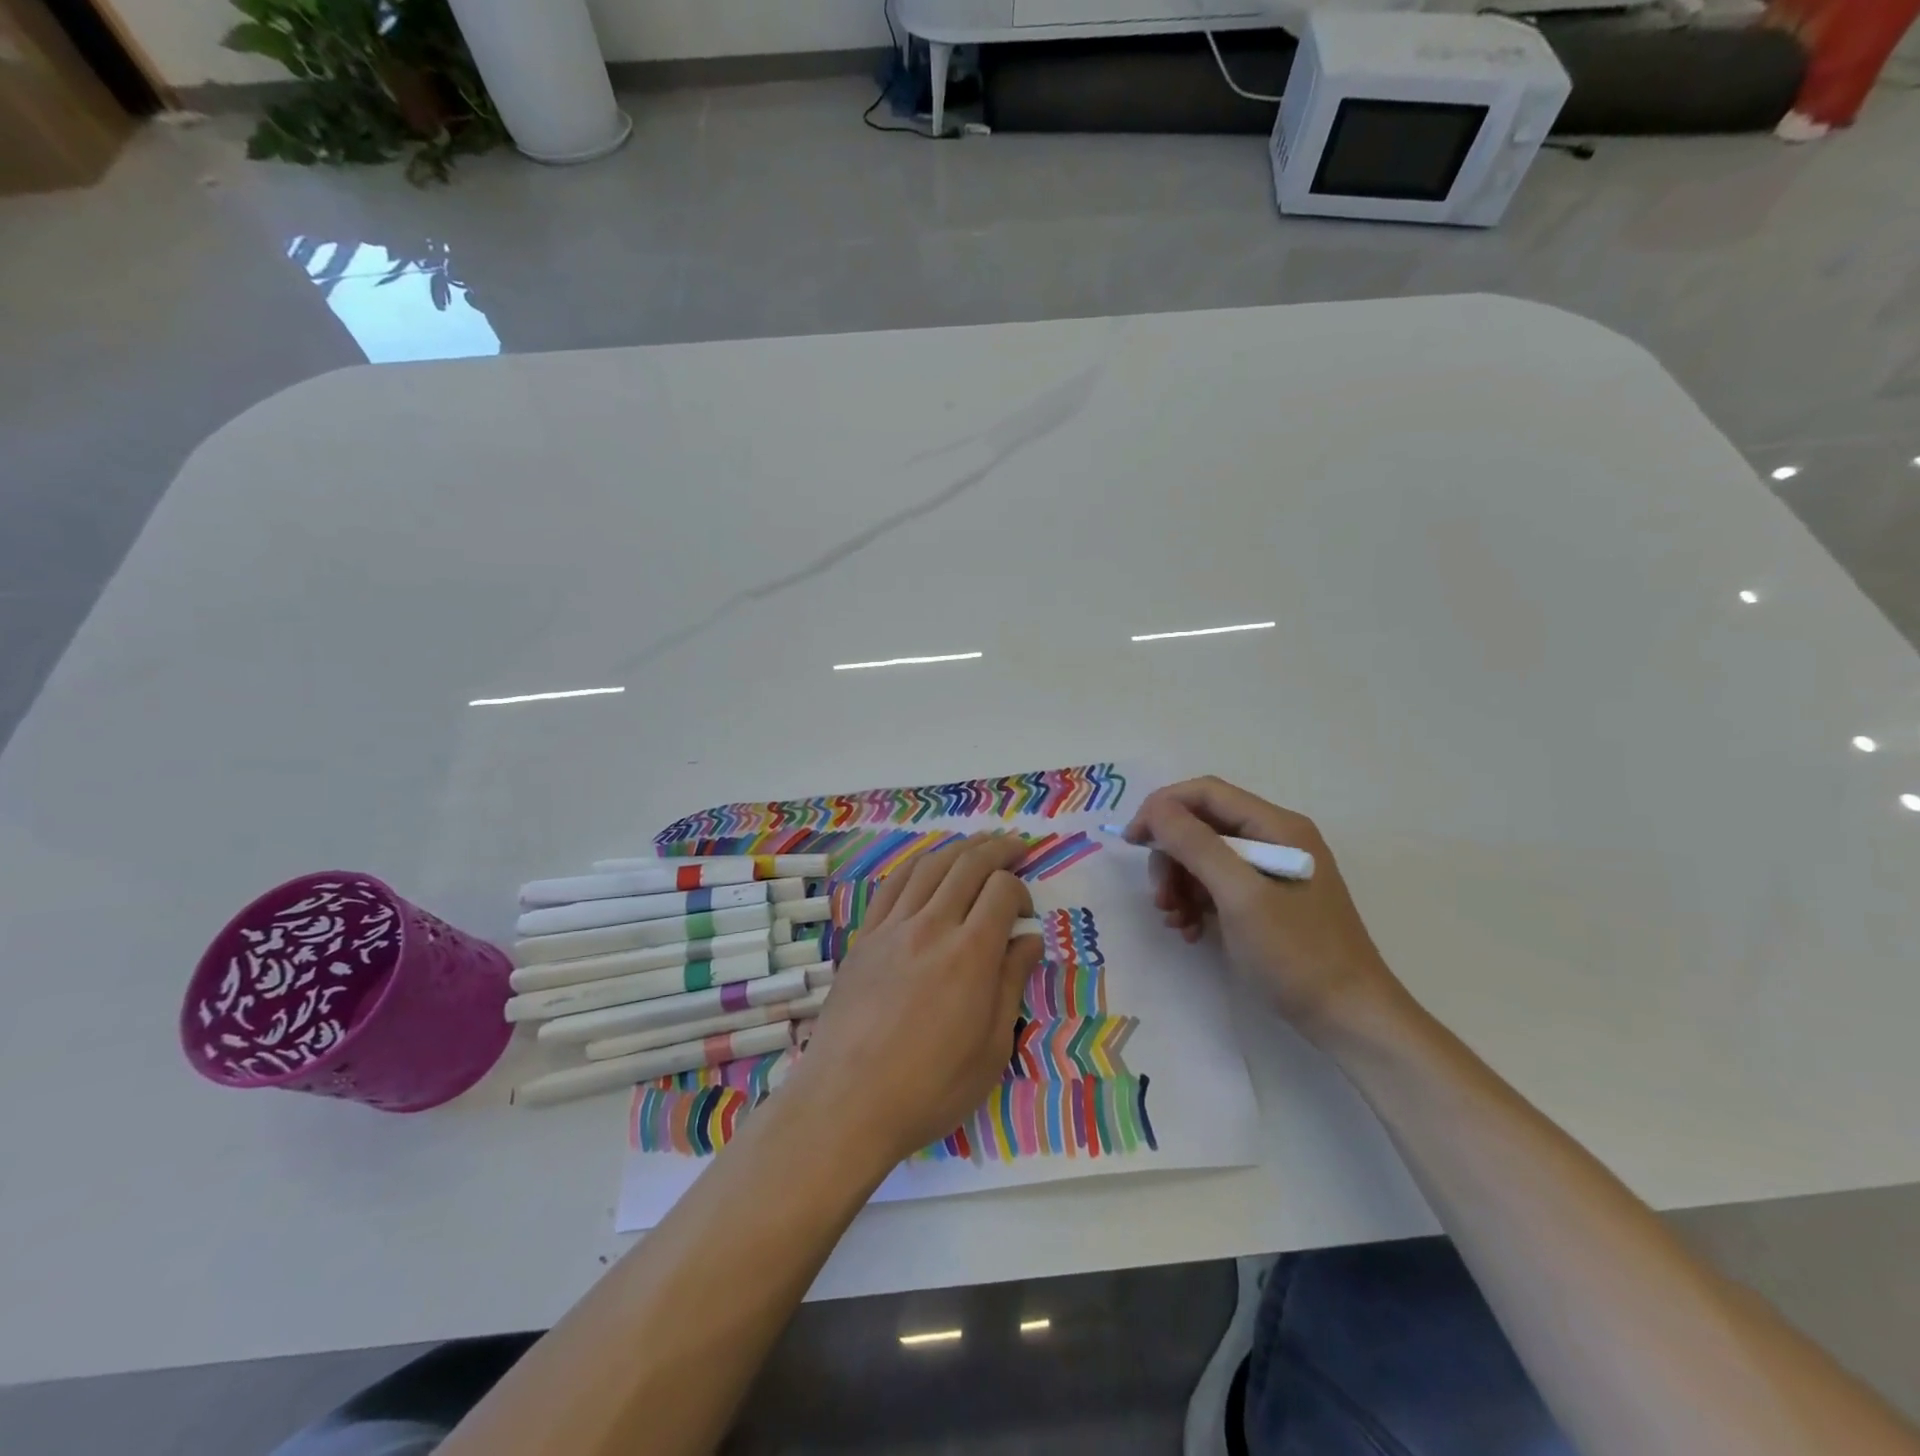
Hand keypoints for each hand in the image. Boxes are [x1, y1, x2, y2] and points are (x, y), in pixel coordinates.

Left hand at [785, 834, 1041, 1168]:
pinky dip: (917, 865)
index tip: (1026, 915)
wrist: (847, 1101)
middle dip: (998, 849)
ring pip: (930, 866)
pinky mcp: (865, 936)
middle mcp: (931, 926)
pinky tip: (928, 865)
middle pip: (968, 865)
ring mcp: (892, 927)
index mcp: (969, 954)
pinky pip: (893, 884)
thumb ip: (1011, 984)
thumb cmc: (930, 1086)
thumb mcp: (991, 1048)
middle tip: (1017, 846)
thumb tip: (1028, 940)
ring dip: (960, 848)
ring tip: (979, 845)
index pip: (1002, 890)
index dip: (1021, 890)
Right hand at [1124, 777, 1402, 1036]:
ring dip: (1179, 884)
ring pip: (1203, 857)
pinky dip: (1195, 902)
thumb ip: (1196, 845)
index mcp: (1275, 826)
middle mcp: (1273, 838)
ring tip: (1175, 920)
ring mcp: (1270, 870)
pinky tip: (1190, 930)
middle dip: (1171, 857)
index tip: (1132, 841)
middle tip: (1160, 898)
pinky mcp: (1266, 900)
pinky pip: (1216, 885)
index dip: (1163, 808)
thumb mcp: (1239, 896)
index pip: (1205, 793)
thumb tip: (1156, 808)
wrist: (1349, 1018)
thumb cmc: (1296, 953)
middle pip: (1201, 826)